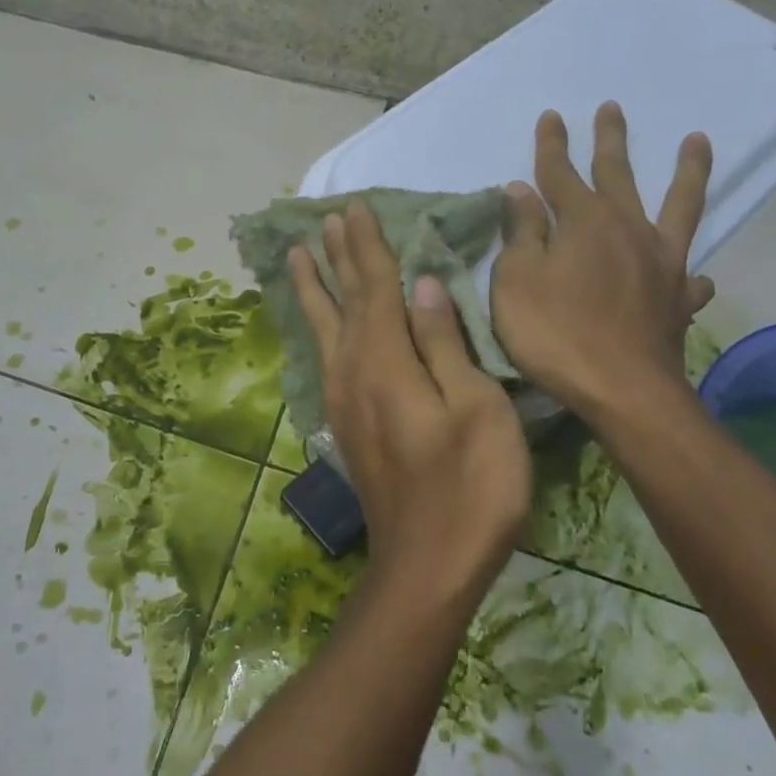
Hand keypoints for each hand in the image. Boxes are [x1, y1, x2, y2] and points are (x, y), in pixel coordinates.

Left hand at [290, 205, 531, 609]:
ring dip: (315, 286)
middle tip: (325, 218)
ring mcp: (343, 399)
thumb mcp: (476, 410)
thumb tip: (421, 285)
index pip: (375, 287)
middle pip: (343, 300)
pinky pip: (324, 354)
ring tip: (299, 255)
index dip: (367, 246)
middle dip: (337, 256)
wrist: (427, 566)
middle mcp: (353, 371)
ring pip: (323, 326)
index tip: (355, 209)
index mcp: (386, 362)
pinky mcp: (345, 422)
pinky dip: (317, 325)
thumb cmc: (470, 487)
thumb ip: (443, 343)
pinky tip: (317, 324)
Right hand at [491, 104, 716, 425]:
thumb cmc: (555, 333)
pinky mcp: (678, 298)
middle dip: (611, 140)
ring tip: (699, 141)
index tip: (551, 115)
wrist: (622, 391)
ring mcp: (661, 262)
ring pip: (679, 205)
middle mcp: (627, 229)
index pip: (560, 172)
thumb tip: (521, 190)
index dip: (552, 144)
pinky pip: (690, 274)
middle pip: (618, 174)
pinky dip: (691, 268)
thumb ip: (521, 232)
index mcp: (584, 221)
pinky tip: (695, 272)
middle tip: (613, 108)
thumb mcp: (517, 280)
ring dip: (688, 172)